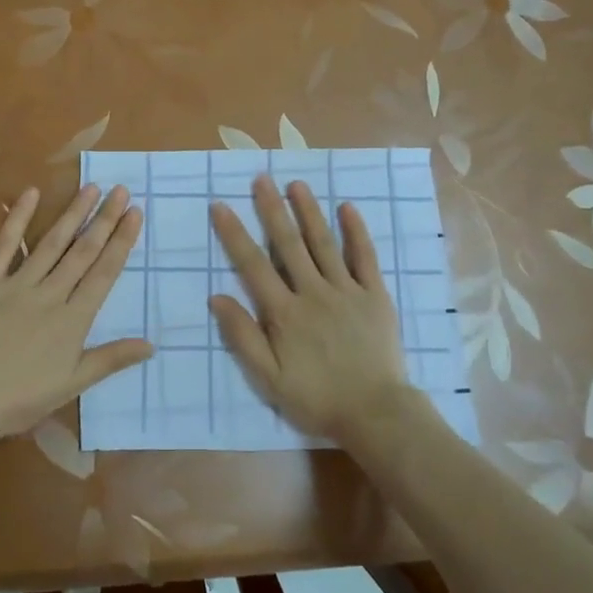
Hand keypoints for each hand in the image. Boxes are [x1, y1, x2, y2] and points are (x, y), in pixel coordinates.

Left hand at [0, 184, 152, 456]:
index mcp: (73, 320)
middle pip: (82, 251)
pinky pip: (4, 246)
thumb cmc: (18, 400)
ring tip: (91, 188)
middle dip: (104, 219)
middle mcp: (49, 294)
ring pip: (51, 243)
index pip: (104, 273)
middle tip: (121, 190)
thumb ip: (111, 359)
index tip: (135, 213)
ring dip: (72, 213)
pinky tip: (31, 194)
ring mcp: (16, 284)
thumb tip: (151, 344)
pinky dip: (17, 219)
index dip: (121, 242)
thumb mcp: (71, 385)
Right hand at [208, 175, 429, 448]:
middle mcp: (313, 292)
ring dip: (309, 211)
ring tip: (296, 184)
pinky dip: (356, 232)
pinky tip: (348, 208)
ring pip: (323, 243)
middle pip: (288, 244)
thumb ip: (243, 336)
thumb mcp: (269, 378)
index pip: (253, 265)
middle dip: (272, 209)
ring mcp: (347, 290)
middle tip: (260, 179)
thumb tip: (217, 296)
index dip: (234, 234)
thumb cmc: (316, 398)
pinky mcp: (374, 295)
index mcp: (284, 313)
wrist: (375, 413)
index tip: (221, 206)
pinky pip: (365, 257)